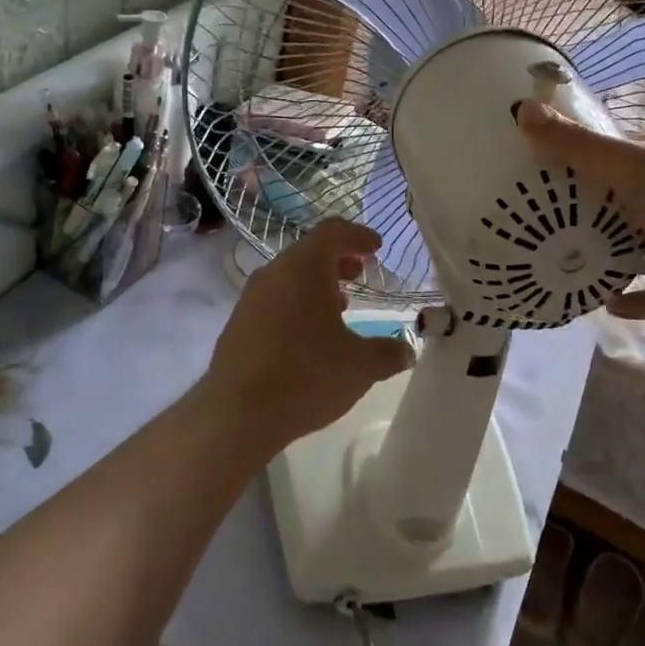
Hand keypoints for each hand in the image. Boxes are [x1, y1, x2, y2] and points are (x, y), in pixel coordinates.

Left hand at [202, 220, 414, 452]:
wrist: (238, 413)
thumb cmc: (307, 375)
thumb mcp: (361, 366)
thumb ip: (388, 353)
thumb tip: (406, 351)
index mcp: (305, 267)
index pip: (333, 232)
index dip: (358, 235)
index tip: (376, 247)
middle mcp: (275, 272)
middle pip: (309, 252)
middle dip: (338, 260)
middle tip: (360, 274)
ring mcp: (251, 297)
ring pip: (290, 277)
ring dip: (316, 285)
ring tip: (340, 306)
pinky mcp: (238, 323)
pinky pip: (274, 300)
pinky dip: (296, 304)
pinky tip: (309, 334)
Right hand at [516, 101, 644, 343]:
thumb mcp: (632, 168)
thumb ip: (578, 146)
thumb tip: (522, 109)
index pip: (624, 150)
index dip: (585, 152)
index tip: (543, 164)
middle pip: (627, 200)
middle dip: (589, 209)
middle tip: (541, 218)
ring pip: (640, 248)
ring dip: (609, 256)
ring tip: (564, 262)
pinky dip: (632, 299)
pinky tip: (602, 304)